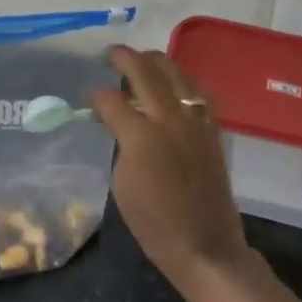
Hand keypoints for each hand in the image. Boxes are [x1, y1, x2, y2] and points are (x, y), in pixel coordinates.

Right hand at [90, 46, 251, 295]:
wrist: (204, 246)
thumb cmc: (153, 222)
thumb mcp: (120, 183)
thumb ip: (119, 143)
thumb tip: (115, 122)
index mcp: (141, 135)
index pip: (110, 99)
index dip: (95, 96)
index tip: (89, 101)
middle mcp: (169, 118)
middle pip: (145, 71)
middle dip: (123, 57)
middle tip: (110, 55)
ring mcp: (195, 121)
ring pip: (176, 72)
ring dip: (155, 61)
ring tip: (141, 61)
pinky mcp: (212, 129)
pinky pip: (198, 91)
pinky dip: (182, 80)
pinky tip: (173, 84)